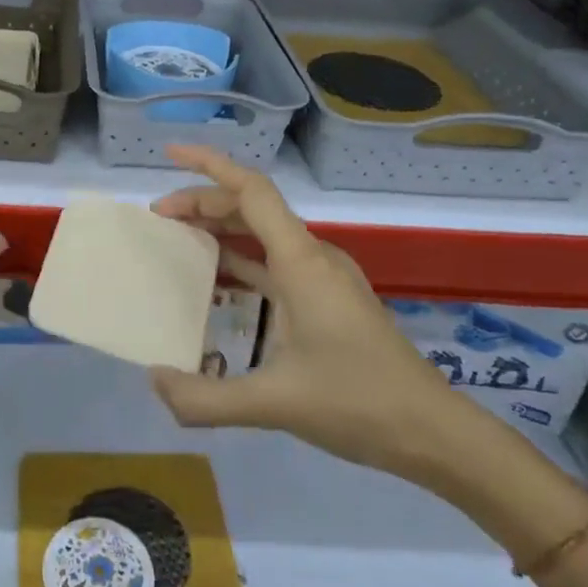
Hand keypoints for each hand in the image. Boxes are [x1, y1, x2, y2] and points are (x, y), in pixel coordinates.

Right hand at [148, 146, 480, 484]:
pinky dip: (242, 260)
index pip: (251, 191)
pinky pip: (275, 263)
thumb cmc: (357, 402)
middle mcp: (313, 257)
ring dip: (221, 229)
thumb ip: (205, 399)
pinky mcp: (329, 300)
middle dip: (203, 202)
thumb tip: (155, 382)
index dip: (209, 165)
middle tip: (159, 219)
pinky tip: (219, 283)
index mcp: (301, 262)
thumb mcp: (273, 403)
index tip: (170, 153)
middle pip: (251, 208)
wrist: (432, 433)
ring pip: (264, 235)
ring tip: (179, 240)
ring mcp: (324, 278)